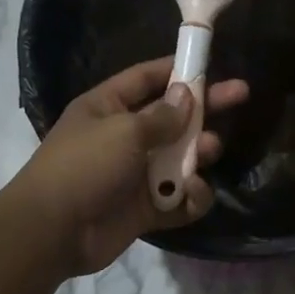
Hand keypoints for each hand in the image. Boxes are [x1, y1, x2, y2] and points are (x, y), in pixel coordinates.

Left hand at [13, 57, 249, 275]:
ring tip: (210, 150)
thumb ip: (162, 116)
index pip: (146, 79)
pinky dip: (191, 197)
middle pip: (172, 117)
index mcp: (108, 107)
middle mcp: (123, 136)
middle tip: (241, 94)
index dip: (176, 69)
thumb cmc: (85, 166)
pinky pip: (179, 199)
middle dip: (204, 108)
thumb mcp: (124, 130)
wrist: (53, 231)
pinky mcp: (145, 209)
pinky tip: (193, 194)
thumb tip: (186, 95)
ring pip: (180, 158)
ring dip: (198, 153)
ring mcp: (135, 174)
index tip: (209, 63)